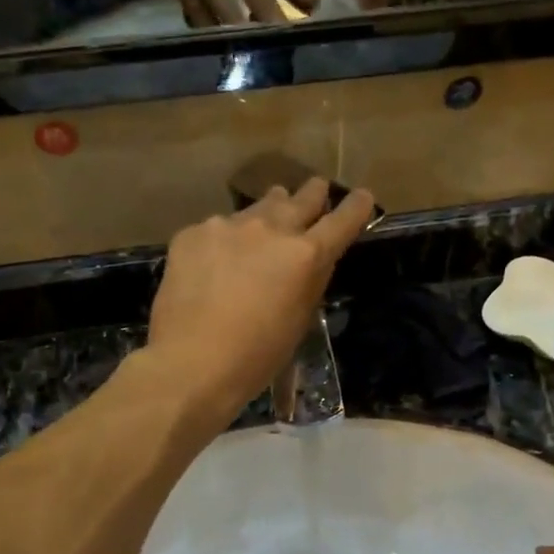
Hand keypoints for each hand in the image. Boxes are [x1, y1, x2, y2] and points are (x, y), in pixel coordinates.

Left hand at [146, 179, 376, 422]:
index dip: (355, 207)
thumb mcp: (298, 321)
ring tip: (264, 224)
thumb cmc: (256, 357)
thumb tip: (309, 261)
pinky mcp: (192, 233)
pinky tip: (213, 264)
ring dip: (268, 213)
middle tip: (316, 190)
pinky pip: (217, 228)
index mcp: (305, 256)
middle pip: (300, 199)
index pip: (341, 221)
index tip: (362, 197)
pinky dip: (223, 241)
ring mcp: (227, 226)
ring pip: (257, 208)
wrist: (191, 363)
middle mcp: (270, 229)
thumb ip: (309, 282)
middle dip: (313, 194)